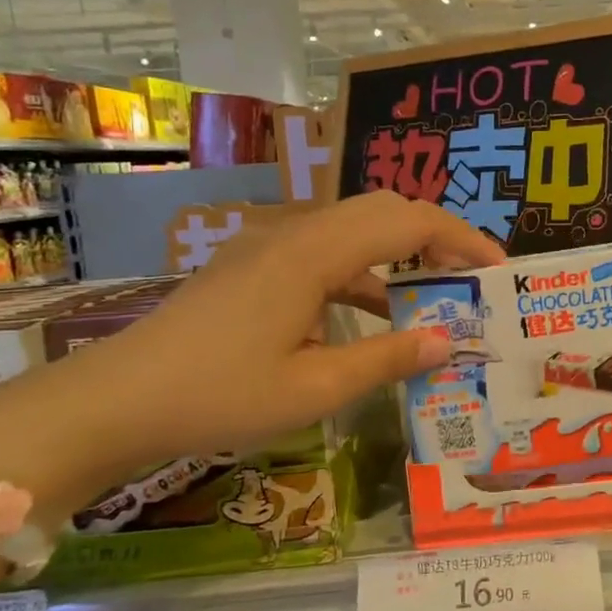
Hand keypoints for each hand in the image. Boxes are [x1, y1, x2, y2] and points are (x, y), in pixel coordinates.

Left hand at [92, 191, 505, 467]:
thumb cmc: (218, 396)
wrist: (114, 401)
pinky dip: (363, 274)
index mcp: (313, 254)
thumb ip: (387, 359)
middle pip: (382, 210)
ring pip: (354, 230)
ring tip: (435, 296)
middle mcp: (294, 235)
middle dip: (435, 236)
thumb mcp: (314, 388)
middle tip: (470, 278)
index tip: (497, 269)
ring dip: (399, 254)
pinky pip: (325, 254)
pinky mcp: (254, 267)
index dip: (461, 238)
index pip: (407, 221)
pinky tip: (375, 315)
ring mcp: (269, 248)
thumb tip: (448, 342)